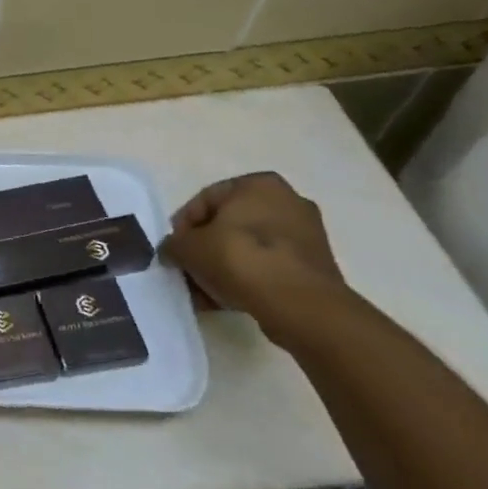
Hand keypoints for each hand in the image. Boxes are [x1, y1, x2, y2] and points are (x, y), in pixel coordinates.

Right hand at [161, 173, 350, 349]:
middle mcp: (287, 200)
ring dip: (223, 267)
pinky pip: (269, 267)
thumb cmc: (239, 258)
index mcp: (258, 184)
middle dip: (205, 249)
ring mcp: (306, 234)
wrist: (299, 304)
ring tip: (205, 292)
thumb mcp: (188, 248)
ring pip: (249, 248)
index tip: (175, 249)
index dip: (183, 226)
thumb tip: (172, 252)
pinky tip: (227, 300)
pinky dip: (247, 279)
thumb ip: (173, 245)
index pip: (206, 199)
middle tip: (188, 270)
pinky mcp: (315, 266)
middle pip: (229, 225)